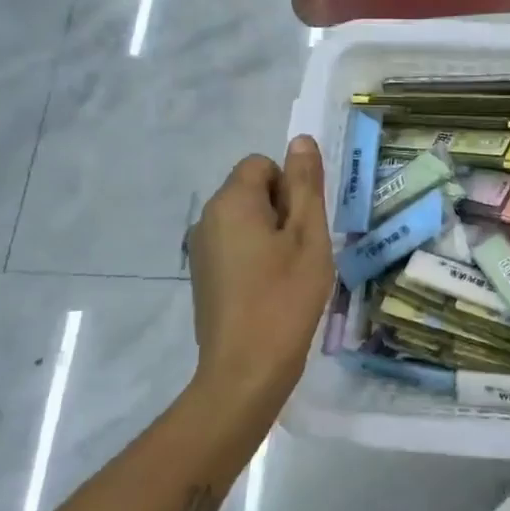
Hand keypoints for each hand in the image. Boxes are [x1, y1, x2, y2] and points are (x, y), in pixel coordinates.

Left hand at [187, 137, 333, 416]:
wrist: (246, 370)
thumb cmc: (285, 296)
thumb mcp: (308, 235)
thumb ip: (305, 184)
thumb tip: (300, 140)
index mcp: (231, 202)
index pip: (262, 165)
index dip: (290, 187)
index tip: (303, 225)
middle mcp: (207, 218)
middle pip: (252, 191)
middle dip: (282, 210)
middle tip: (302, 250)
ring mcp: (201, 249)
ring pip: (246, 220)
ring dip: (271, 235)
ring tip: (290, 273)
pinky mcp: (203, 276)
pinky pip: (235, 246)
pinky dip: (256, 256)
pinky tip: (271, 289)